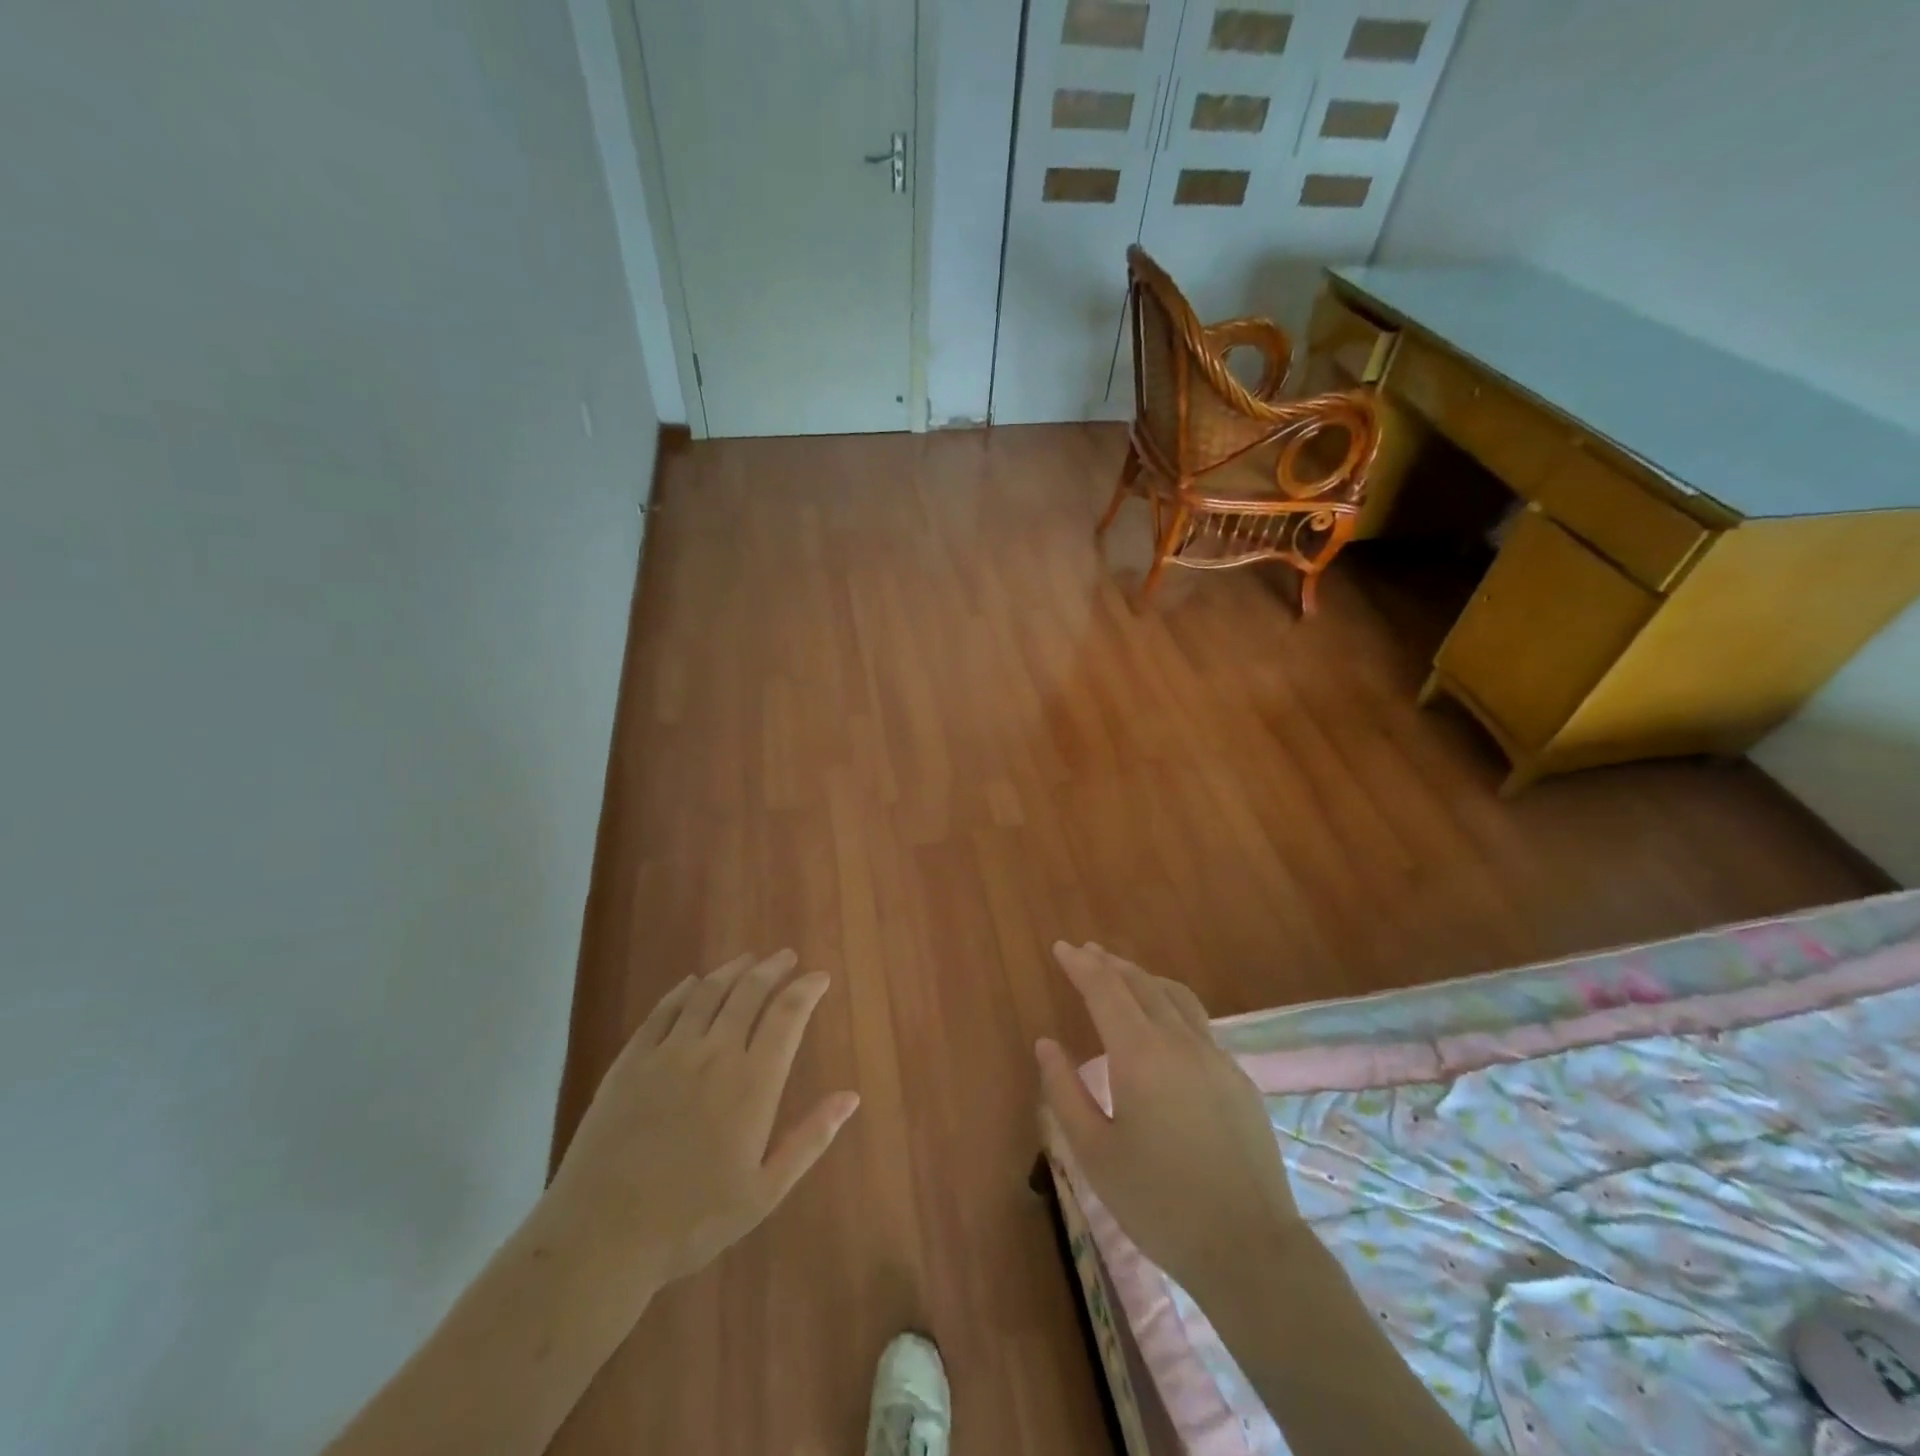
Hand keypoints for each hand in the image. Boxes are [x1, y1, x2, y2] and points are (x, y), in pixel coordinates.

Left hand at [544, 950, 859, 1290]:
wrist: (601, 1236)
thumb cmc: (692, 1221)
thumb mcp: (764, 1192)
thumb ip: (810, 1139)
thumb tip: (851, 1097)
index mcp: (753, 1082)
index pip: (788, 1016)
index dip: (807, 990)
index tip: (820, 977)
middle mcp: (714, 1054)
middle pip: (749, 992)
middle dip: (772, 969)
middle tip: (786, 957)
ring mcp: (668, 1053)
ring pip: (707, 993)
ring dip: (732, 970)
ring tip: (748, 959)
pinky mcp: (630, 1061)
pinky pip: (663, 1011)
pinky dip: (683, 990)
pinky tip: (692, 983)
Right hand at [1036, 942, 1301, 1296]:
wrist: (1249, 1249)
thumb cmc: (1159, 1203)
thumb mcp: (1094, 1153)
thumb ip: (1065, 1091)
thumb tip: (1045, 1044)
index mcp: (1140, 1055)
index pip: (1105, 990)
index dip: (1081, 965)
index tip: (1062, 947)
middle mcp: (1180, 1042)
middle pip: (1141, 984)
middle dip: (1110, 964)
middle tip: (1086, 952)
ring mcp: (1216, 1057)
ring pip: (1175, 996)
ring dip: (1144, 978)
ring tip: (1122, 973)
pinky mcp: (1238, 1078)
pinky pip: (1198, 1023)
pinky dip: (1170, 1004)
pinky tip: (1164, 1023)